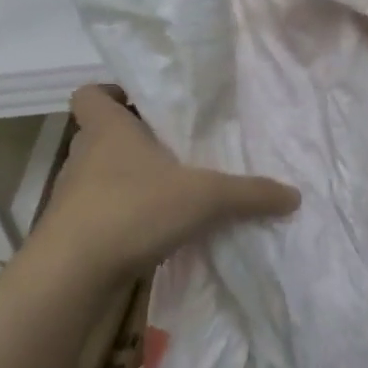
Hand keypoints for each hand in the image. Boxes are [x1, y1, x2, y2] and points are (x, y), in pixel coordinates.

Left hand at [44, 85, 299, 270]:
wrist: (73, 273)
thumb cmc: (134, 209)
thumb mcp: (206, 197)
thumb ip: (251, 193)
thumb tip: (294, 195)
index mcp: (109, 130)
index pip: (91, 94)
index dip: (111, 94)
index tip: (141, 103)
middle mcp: (85, 156)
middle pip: (103, 135)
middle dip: (135, 141)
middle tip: (175, 150)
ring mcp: (74, 196)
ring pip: (103, 176)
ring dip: (131, 181)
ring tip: (172, 193)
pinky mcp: (74, 232)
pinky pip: (103, 212)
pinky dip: (126, 217)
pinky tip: (157, 232)